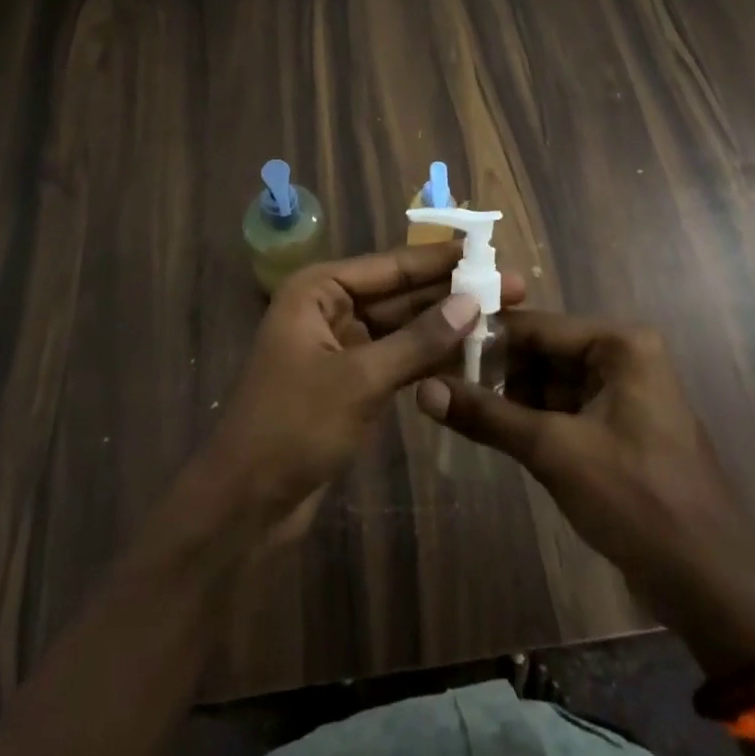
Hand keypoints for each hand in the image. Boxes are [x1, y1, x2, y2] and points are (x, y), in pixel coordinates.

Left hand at [204, 244, 526, 542]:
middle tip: (510, 287)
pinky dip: (428, 358)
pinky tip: (469, 355)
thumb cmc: (294, 426)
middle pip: (400, 294)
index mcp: (319, 290)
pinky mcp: (349, 382)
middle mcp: (329, 308)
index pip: (391, 266)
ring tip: (501, 318)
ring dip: (445, 326)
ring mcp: (340, 346)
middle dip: (452, 294)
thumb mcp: (361, 379)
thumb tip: (472, 301)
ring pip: (402, 328)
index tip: (487, 251)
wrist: (245, 503)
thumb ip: (418, 340)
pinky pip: (396, 358)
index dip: (441, 260)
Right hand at [416, 310, 754, 673]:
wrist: (711, 584)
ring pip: (549, 382)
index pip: (537, 326)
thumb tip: (423, 389)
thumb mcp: (554, 452)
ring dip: (508, 396)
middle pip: (542, 352)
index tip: (432, 347)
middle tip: (437, 381)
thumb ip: (488, 416)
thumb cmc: (636, 500)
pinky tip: (490, 429)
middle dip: (494, 370)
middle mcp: (623, 357)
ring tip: (453, 404)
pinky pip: (564, 410)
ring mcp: (622, 393)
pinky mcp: (618, 428)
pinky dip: (530, 420)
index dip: (484, 338)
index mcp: (620, 344)